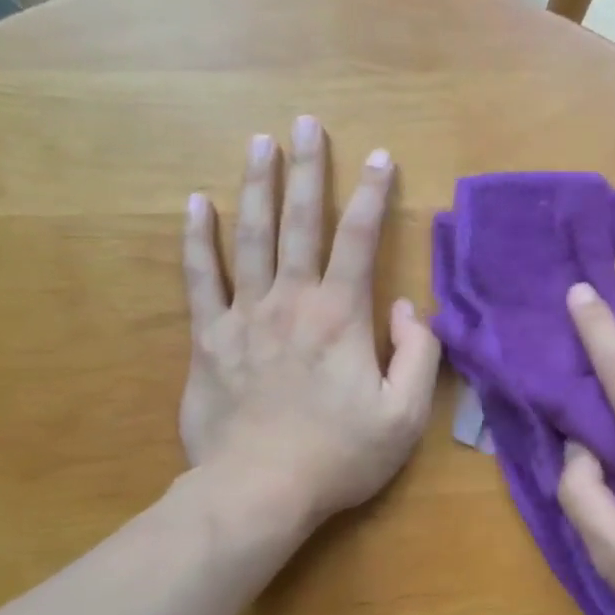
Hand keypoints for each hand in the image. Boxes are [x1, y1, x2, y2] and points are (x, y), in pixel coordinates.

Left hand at [179, 115, 439, 531]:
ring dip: (257, 186)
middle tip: (306, 123)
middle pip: (300, 222)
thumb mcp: (405, 415)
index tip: (381, 157)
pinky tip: (195, 204)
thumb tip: (407, 307)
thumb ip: (419, 355)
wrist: (258, 492)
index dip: (374, 195)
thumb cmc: (340, 455)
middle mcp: (292, 300)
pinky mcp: (208, 338)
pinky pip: (200, 278)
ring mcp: (244, 315)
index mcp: (341, 316)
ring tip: (259, 142)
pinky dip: (197, 239)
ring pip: (250, 236)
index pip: (361, 240)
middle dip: (308, 170)